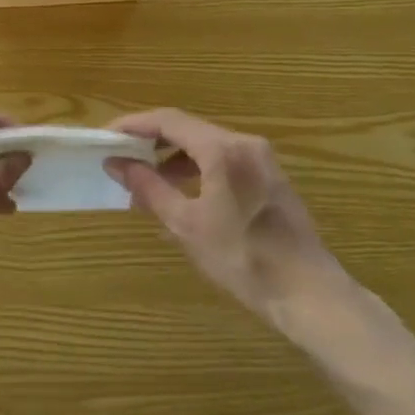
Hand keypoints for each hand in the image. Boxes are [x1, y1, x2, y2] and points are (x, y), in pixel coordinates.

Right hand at [104, 108, 353, 333]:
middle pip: (187, 129)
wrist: (308, 294)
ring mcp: (261, 159)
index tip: (106, 136)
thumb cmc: (242, 258)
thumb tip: (116, 163)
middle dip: (151, 142)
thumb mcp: (186, 224)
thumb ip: (149, 187)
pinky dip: (195, 169)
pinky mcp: (269, 177)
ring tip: (145, 183)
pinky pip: (223, 160)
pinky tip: (180, 194)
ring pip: (205, 145)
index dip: (133, 124)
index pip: (168, 120)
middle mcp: (244, 143)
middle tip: (120, 159)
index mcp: (223, 149)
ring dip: (172, 158)